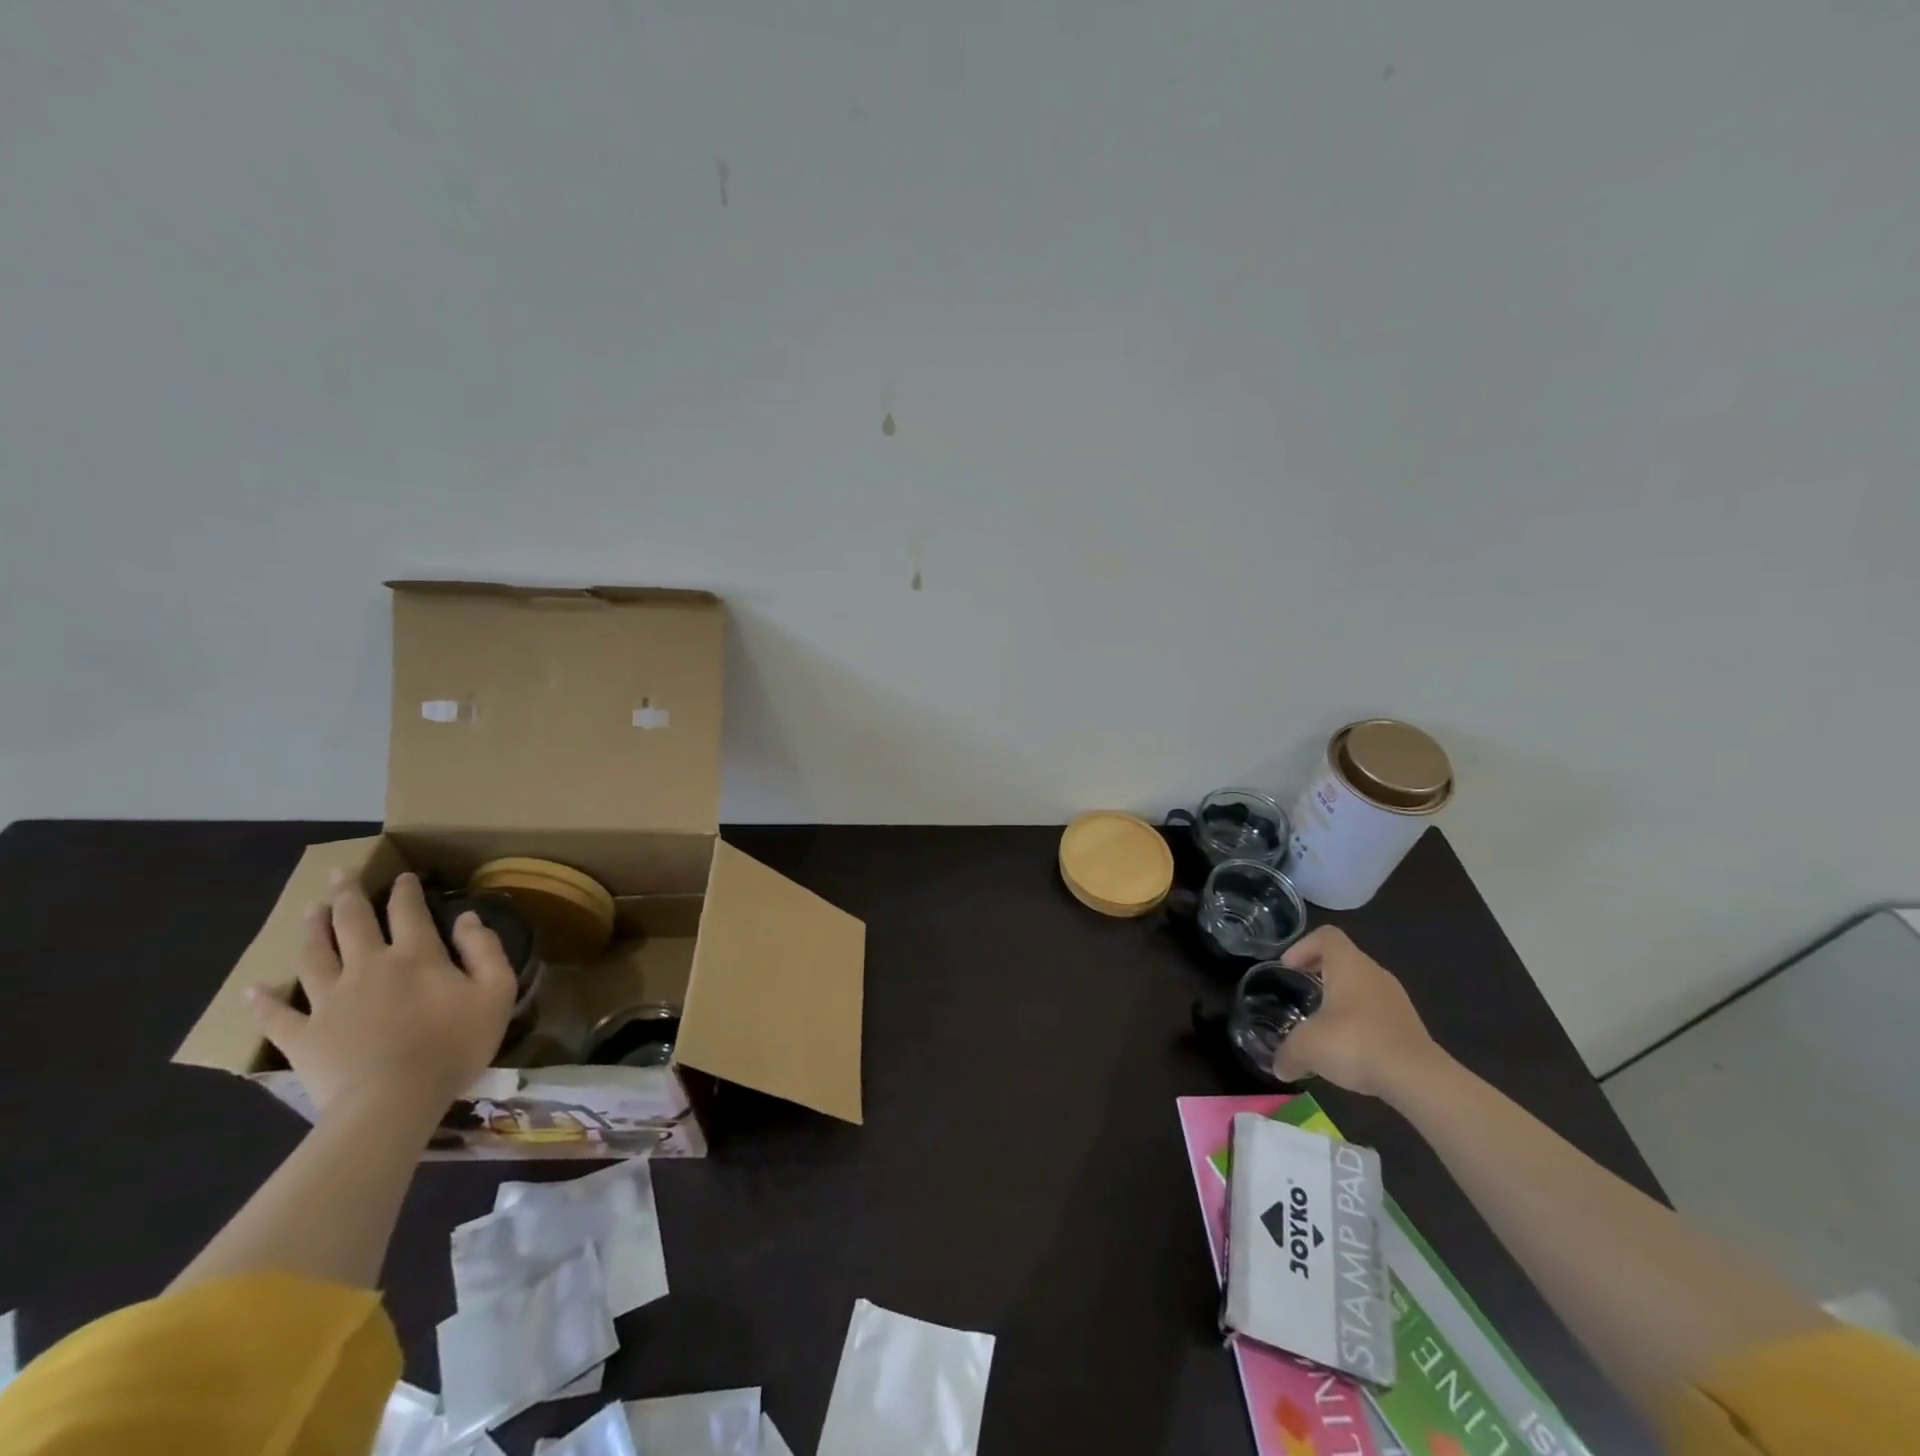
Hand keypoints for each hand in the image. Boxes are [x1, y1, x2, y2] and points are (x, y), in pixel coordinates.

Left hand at [249, 872, 517, 1117]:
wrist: (393, 1101)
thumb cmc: (453, 1044)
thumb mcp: (496, 992)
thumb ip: (485, 950)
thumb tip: (467, 918)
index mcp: (415, 956)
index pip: (408, 911)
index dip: (406, 890)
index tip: (403, 876)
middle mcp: (367, 967)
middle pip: (352, 922)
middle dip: (347, 895)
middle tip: (340, 874)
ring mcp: (329, 1001)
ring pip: (313, 955)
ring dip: (311, 930)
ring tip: (309, 910)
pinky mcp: (302, 1036)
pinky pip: (277, 1014)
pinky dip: (264, 1000)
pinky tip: (256, 988)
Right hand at [1271, 926, 1443, 1098]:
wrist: (1417, 1078)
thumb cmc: (1355, 1043)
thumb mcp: (1307, 1048)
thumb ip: (1287, 1054)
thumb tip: (1279, 1068)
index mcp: (1349, 965)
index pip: (1326, 936)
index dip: (1303, 946)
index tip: (1288, 968)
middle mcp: (1374, 973)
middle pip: (1343, 960)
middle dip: (1319, 974)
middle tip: (1301, 994)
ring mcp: (1396, 999)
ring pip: (1361, 986)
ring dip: (1340, 999)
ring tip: (1323, 1024)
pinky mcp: (1409, 1025)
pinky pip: (1377, 1011)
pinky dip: (1359, 1021)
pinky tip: (1349, 1048)